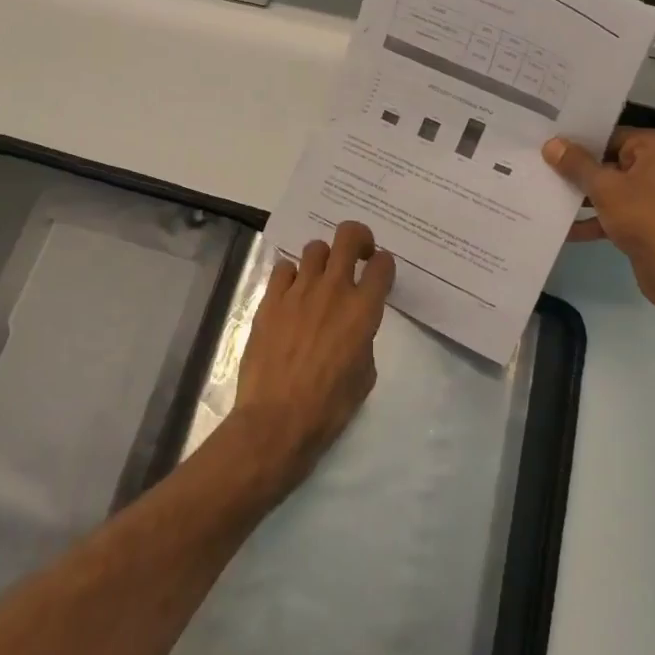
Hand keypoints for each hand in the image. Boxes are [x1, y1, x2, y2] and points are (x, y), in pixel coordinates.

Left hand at [232, 221, 393, 494]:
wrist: (277, 418)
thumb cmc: (329, 406)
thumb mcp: (364, 374)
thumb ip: (364, 338)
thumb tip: (354, 327)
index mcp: (363, 310)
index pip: (382, 264)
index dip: (383, 264)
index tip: (378, 273)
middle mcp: (333, 290)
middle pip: (349, 236)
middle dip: (358, 239)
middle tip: (356, 256)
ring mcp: (298, 291)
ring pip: (314, 248)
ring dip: (322, 259)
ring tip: (319, 279)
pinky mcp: (270, 299)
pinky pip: (283, 267)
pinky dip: (291, 275)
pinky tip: (291, 295)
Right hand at [543, 128, 654, 316]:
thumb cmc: (645, 218)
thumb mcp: (604, 187)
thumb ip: (576, 164)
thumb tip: (551, 144)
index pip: (609, 135)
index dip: (577, 141)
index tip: (545, 144)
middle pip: (607, 161)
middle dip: (575, 170)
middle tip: (537, 167)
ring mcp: (651, 194)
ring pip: (607, 188)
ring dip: (579, 196)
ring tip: (542, 194)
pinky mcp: (644, 220)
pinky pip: (612, 212)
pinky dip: (591, 219)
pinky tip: (562, 228)